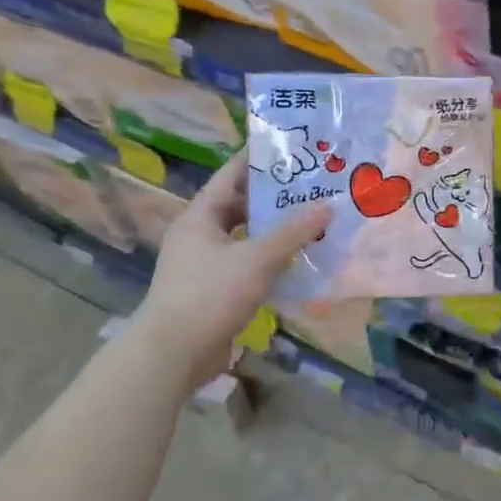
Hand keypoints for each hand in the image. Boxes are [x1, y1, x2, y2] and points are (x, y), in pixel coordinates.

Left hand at [135, 150, 330, 392]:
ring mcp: (204, 266)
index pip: (230, 176)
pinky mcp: (213, 293)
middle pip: (239, 207)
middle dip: (272, 198)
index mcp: (199, 217)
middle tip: (309, 187)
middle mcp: (199, 236)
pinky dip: (269, 262)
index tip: (287, 147)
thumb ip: (292, 232)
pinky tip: (297, 262)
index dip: (256, 159)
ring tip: (310, 222)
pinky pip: (246, 266)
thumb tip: (327, 206)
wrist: (173, 353)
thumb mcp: (257, 258)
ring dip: (273, 232)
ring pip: (244, 239)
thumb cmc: (210, 293)